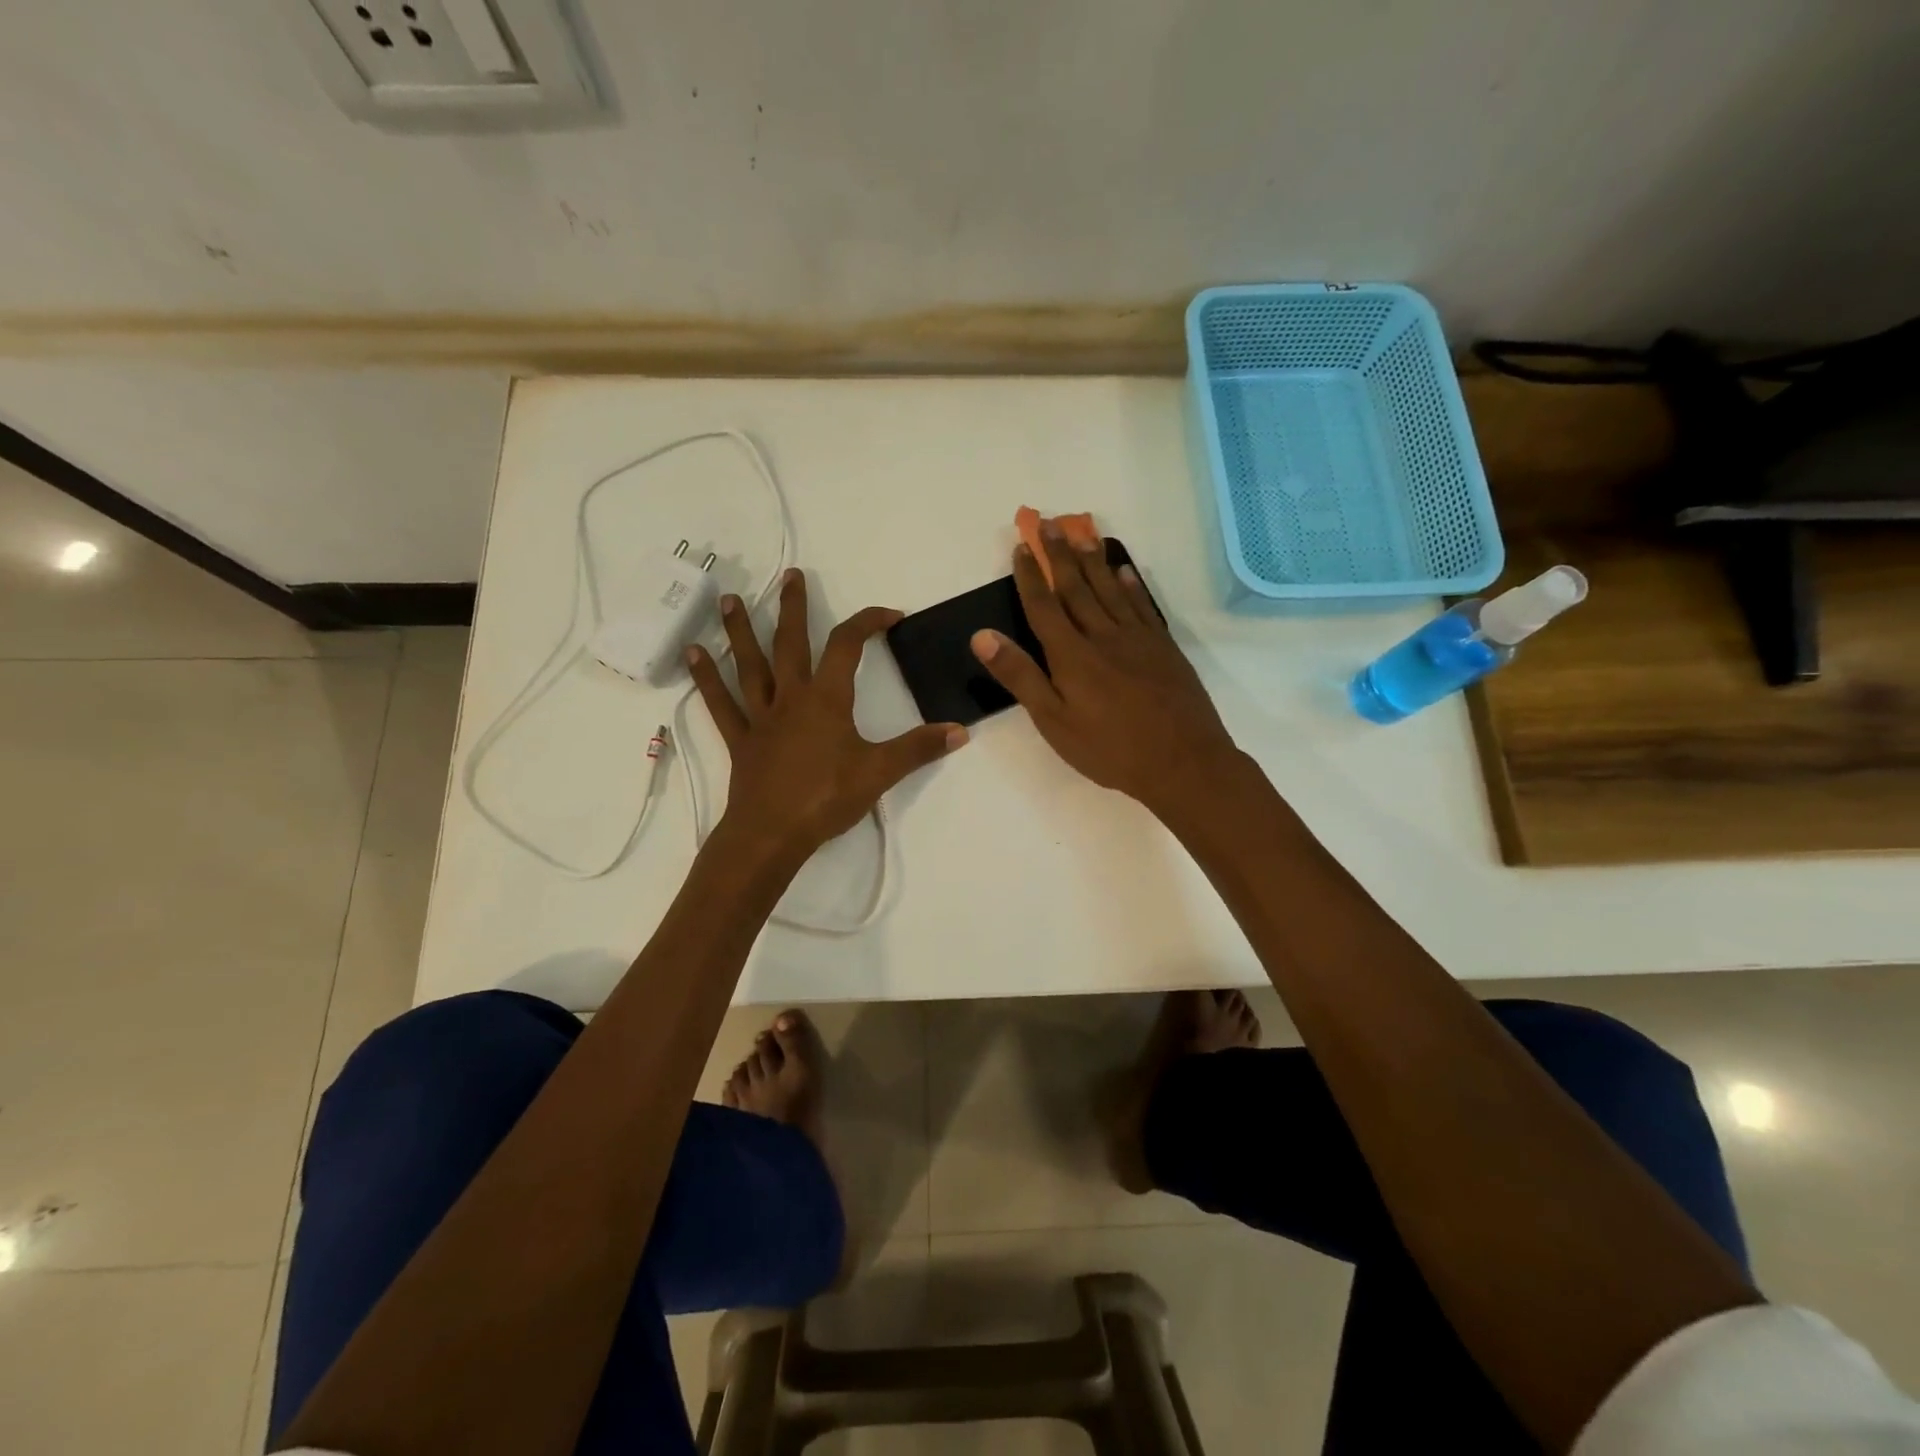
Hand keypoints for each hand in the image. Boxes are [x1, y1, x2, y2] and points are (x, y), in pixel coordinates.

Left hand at [688, 569, 966, 860]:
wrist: (772, 834)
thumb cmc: (827, 798)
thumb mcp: (881, 772)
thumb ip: (919, 748)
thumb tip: (960, 731)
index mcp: (827, 699)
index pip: (848, 645)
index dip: (869, 622)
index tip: (891, 615)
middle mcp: (791, 698)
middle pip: (791, 642)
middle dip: (793, 607)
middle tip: (791, 575)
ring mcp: (761, 717)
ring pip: (749, 665)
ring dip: (740, 631)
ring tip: (730, 598)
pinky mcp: (741, 740)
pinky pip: (721, 704)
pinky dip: (707, 678)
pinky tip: (693, 654)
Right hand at [970, 523, 1241, 818]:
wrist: (1183, 762)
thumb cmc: (1110, 749)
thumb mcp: (1054, 721)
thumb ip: (1020, 676)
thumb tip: (982, 636)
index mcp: (1072, 655)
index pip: (1044, 606)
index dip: (1030, 576)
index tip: (1021, 546)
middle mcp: (1103, 636)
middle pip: (1077, 587)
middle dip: (1060, 554)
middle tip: (1049, 522)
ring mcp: (1138, 639)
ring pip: (1110, 589)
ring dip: (1093, 559)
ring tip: (1083, 532)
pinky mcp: (1163, 649)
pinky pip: (1143, 606)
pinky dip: (1131, 585)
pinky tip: (1124, 571)